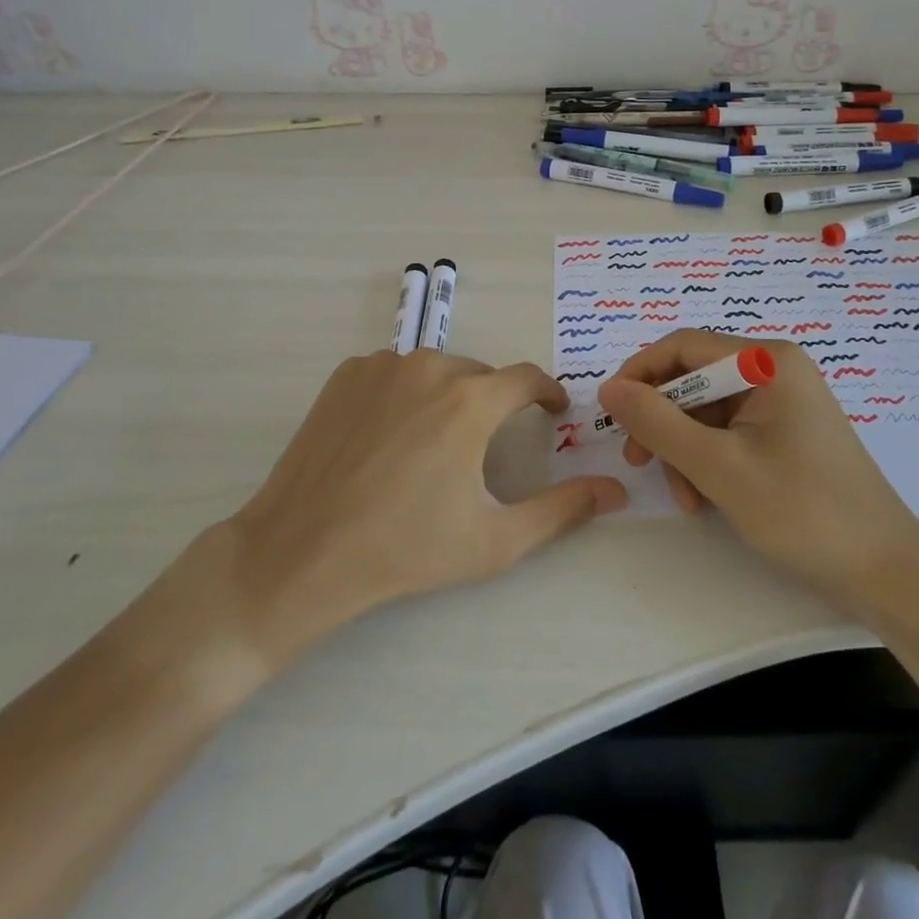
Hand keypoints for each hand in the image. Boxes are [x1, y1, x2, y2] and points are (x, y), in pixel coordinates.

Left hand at [174, 349, 625, 674]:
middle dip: (494, 404)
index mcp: (470, 399)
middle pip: (480, 376)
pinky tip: (392, 438)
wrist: (302, 551)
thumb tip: (616, 491)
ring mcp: (382, 366)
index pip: (527, 377)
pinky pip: (394, 374)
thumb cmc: (405, 549)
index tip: (554, 412)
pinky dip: (406, 395)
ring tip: (436, 447)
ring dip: (449, 398)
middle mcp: (429, 366)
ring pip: (436, 371)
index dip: (547, 393)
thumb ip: (562, 510)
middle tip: (486, 449)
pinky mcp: (346, 375)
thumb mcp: (495, 540)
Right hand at [596, 330, 918, 595]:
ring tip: (686, 499)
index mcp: (767, 361)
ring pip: (707, 412)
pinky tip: (706, 500)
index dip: (639, 373)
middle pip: (695, 380)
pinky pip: (729, 433)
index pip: (683, 346)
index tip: (610, 412)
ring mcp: (783, 403)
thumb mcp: (718, 467)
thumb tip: (608, 389)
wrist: (886, 573)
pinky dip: (708, 462)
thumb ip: (657, 423)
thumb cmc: (803, 511)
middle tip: (638, 462)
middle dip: (663, 423)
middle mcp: (776, 370)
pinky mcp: (786, 433)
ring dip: (684, 451)